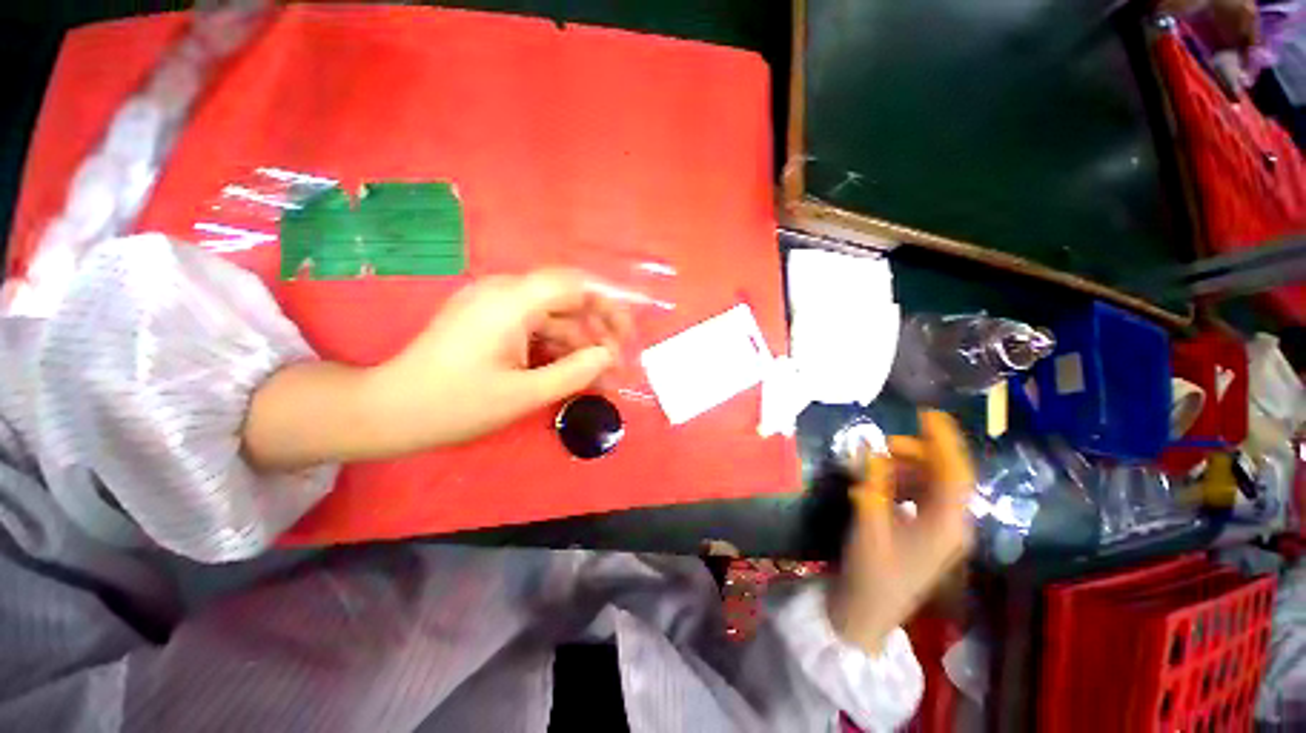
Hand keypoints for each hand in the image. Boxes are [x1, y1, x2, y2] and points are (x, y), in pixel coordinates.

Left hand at [360, 268, 632, 452]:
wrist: (390, 412)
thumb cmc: (455, 405)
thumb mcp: (524, 394)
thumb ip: (574, 372)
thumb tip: (609, 356)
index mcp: (511, 301)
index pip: (575, 283)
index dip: (610, 301)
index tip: (631, 329)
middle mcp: (505, 293)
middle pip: (568, 299)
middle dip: (599, 330)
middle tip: (619, 363)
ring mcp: (497, 307)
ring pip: (555, 318)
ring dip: (581, 345)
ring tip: (602, 379)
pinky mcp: (492, 322)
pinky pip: (537, 329)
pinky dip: (559, 349)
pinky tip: (575, 373)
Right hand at [827, 411, 974, 654]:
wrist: (867, 613)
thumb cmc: (871, 572)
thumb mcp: (869, 524)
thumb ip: (872, 484)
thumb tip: (870, 449)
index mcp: (946, 525)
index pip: (954, 473)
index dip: (943, 441)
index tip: (926, 414)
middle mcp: (951, 524)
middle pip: (945, 475)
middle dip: (917, 452)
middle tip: (884, 443)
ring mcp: (940, 530)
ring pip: (932, 484)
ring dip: (907, 466)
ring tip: (876, 461)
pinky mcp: (925, 533)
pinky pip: (920, 495)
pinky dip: (901, 481)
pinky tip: (879, 481)